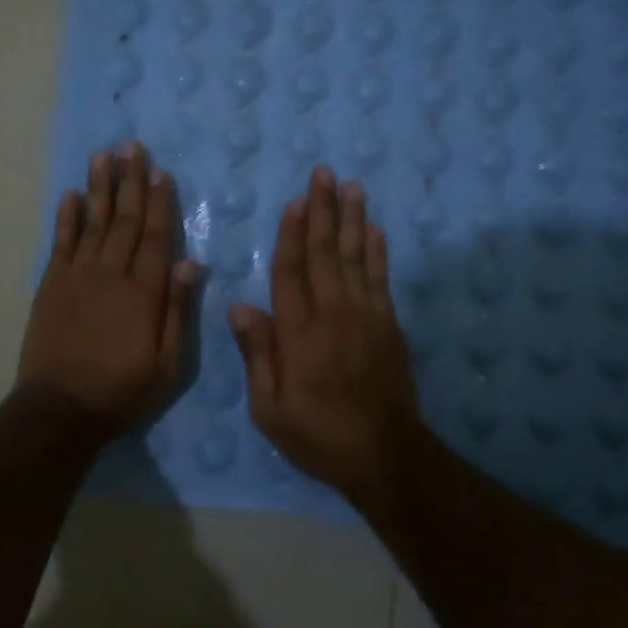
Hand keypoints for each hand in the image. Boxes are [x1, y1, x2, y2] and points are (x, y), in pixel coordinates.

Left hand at [17, 143, 199, 431]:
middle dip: (130, 182)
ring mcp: (78, 277)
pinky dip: (66, 218)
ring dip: (99, 188)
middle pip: (125, 220)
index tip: (160, 173)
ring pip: (93, 222)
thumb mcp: (168, 365)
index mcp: (144, 292)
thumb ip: (178, 310)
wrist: (61, 410)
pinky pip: (61, 243)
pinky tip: (71, 195)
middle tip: (131, 146)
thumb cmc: (123, 390)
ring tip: (103, 156)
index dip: (160, 203)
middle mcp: (112, 274)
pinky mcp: (51, 286)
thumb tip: (191, 262)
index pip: (156, 237)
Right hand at [228, 167, 420, 499]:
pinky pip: (381, 278)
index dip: (291, 234)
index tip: (295, 201)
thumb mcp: (270, 409)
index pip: (290, 272)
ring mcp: (365, 316)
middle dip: (323, 211)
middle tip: (323, 173)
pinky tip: (375, 228)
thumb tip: (240, 307)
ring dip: (352, 219)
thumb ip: (257, 355)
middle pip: (325, 253)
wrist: (383, 454)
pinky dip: (377, 250)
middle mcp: (332, 313)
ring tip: (351, 186)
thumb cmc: (318, 435)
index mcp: (298, 333)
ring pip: (355, 257)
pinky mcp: (388, 324)